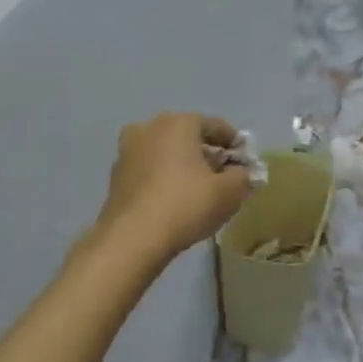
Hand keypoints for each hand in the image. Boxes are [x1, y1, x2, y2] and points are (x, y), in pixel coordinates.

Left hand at [93, 113, 253, 259]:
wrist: (132, 238)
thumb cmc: (186, 205)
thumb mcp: (229, 192)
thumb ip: (242, 176)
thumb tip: (240, 172)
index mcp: (179, 123)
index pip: (216, 126)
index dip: (235, 144)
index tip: (245, 162)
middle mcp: (150, 127)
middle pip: (188, 135)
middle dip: (207, 152)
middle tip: (222, 175)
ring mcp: (128, 149)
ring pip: (165, 151)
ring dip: (182, 164)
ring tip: (197, 188)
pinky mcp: (116, 174)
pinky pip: (149, 168)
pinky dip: (163, 176)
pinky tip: (173, 197)